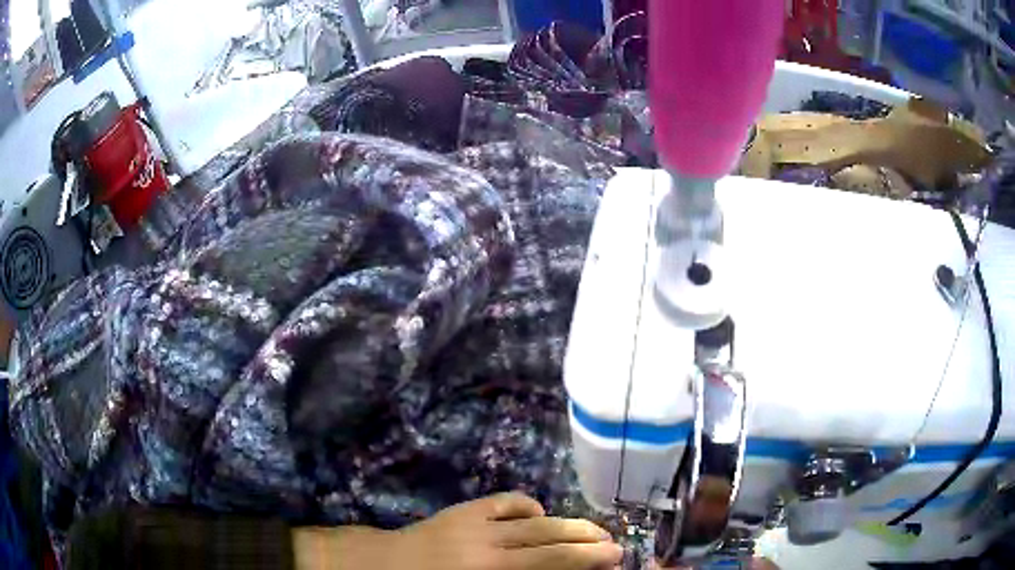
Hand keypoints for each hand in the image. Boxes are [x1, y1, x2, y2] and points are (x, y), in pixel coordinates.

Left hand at [296, 492, 622, 569]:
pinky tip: (538, 515)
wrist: (379, 565)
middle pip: (549, 541)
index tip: (613, 558)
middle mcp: (489, 545)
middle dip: (586, 542)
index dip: (586, 560)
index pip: (551, 564)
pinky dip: (527, 507)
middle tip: (613, 545)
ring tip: (591, 530)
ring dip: (566, 524)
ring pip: (534, 520)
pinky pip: (505, 502)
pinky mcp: (462, 509)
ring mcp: (475, 523)